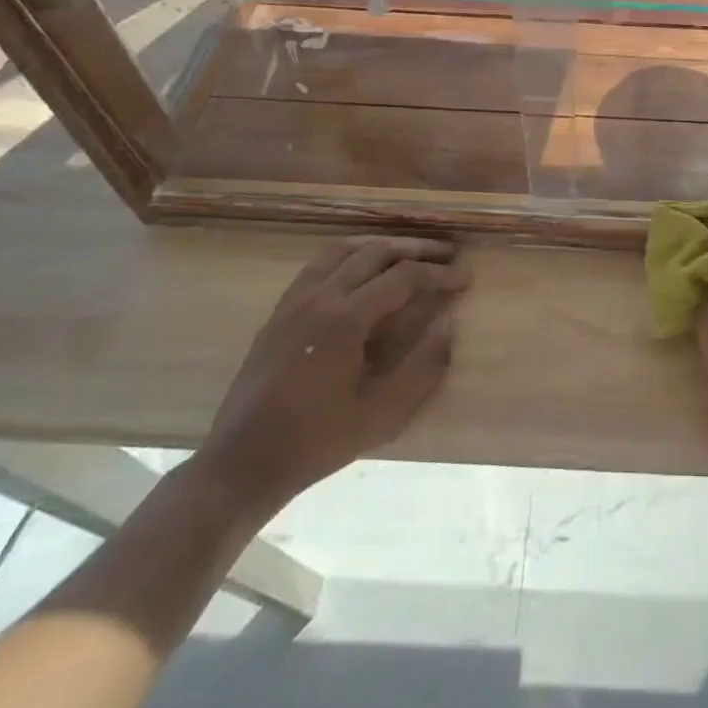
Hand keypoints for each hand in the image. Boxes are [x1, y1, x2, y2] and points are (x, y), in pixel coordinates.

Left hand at [196, 236, 468, 516]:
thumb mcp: (382, 413)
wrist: (242, 463)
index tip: (465, 276)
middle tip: (446, 253)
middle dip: (416, 248)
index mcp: (346, 319)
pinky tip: (359, 271)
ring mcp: (294, 301)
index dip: (439, 274)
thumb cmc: (317, 441)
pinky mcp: (279, 312)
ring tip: (407, 251)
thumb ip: (423, 366)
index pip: (403, 278)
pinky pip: (318, 265)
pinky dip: (348, 255)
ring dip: (381, 244)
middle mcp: (320, 297)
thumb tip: (448, 322)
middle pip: (375, 251)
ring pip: (343, 250)